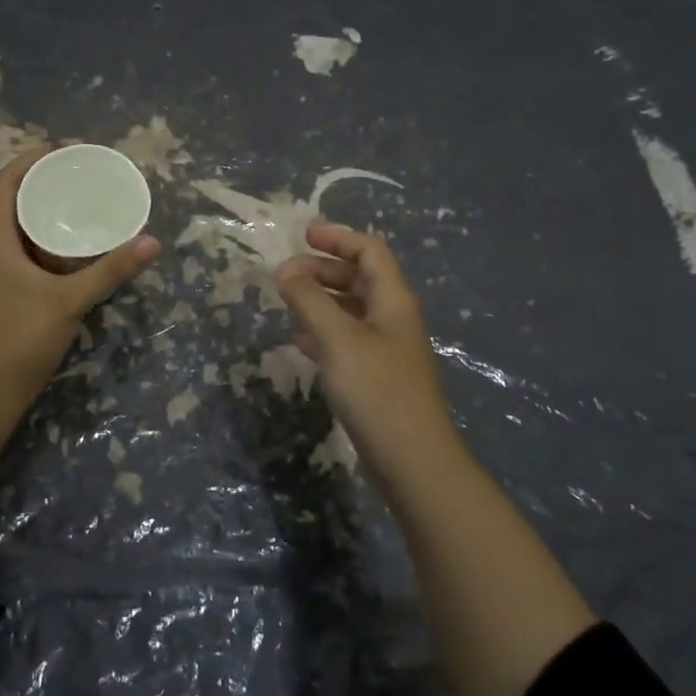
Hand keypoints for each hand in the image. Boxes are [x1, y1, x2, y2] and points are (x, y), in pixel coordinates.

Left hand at [0, 146, 159, 515]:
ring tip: (81, 200)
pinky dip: (48, 237)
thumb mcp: (69, 301)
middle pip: (12, 200)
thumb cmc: (21, 338)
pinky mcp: (8, 290)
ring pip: (19, 227)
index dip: (28, 160)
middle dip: (43, 181)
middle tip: (81, 172)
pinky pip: (27, 249)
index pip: (3, 183)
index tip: (62, 151)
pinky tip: (76, 245)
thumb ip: (110, 271)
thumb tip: (151, 242)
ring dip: (45, 209)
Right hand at [274, 223, 459, 474]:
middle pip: (360, 278)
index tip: (303, 235)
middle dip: (323, 269)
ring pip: (351, 310)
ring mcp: (387, 349)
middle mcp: (394, 318)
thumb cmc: (376, 390)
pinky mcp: (377, 376)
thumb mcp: (337, 338)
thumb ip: (309, 300)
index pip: (370, 251)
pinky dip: (323, 332)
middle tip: (285, 274)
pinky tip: (300, 341)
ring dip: (321, 299)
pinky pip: (347, 340)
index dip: (338, 238)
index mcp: (393, 300)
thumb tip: (284, 270)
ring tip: (288, 303)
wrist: (411, 460)